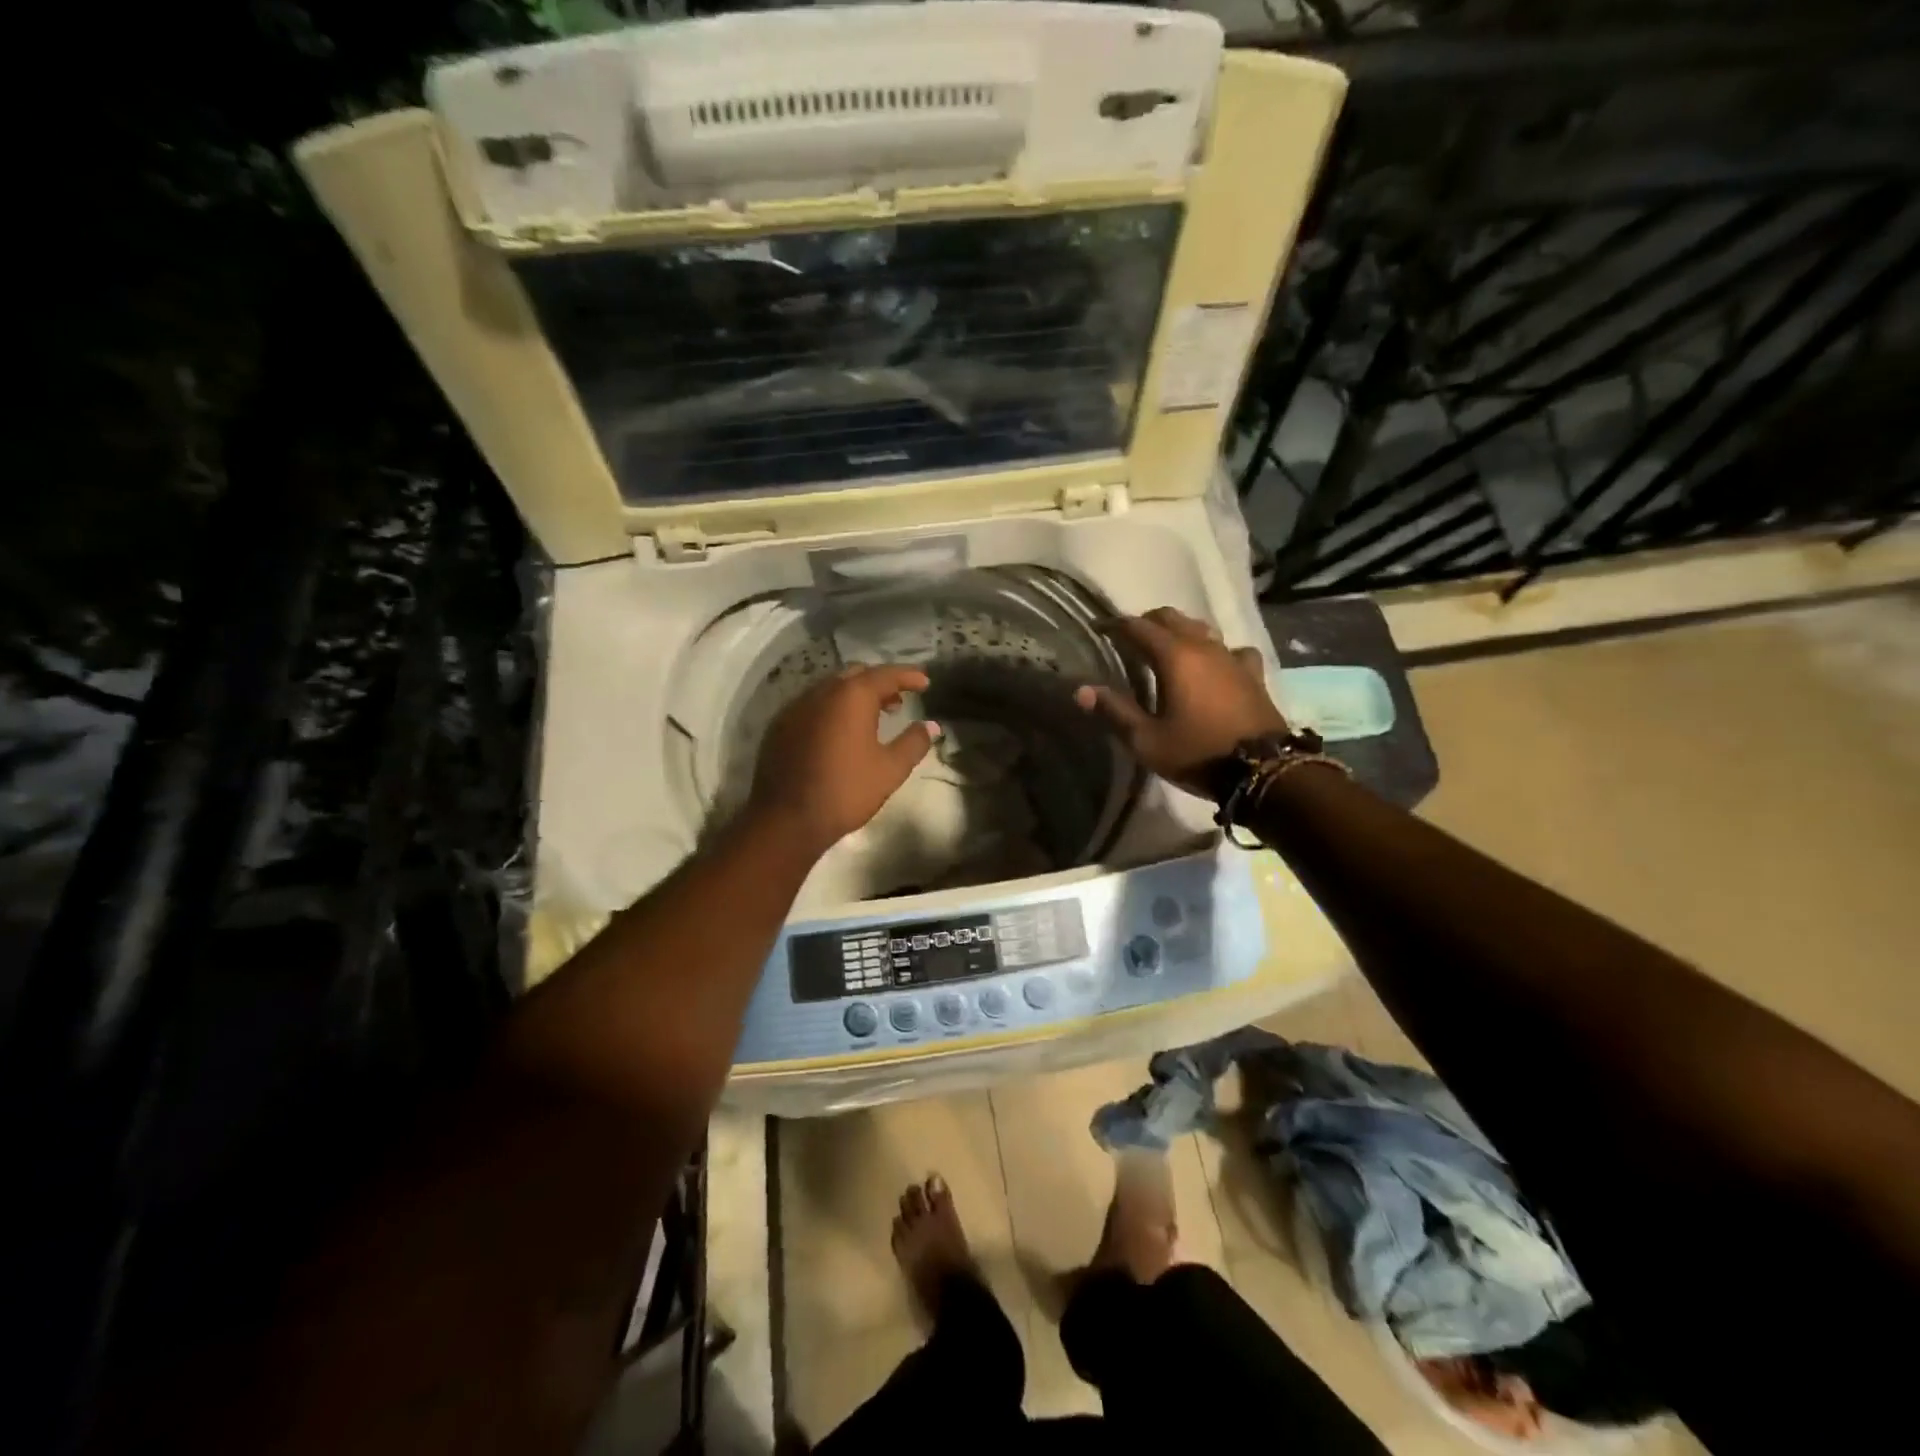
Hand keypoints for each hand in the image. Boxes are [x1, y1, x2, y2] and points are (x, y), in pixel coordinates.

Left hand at [748, 664, 941, 855]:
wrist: (786, 819)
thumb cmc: (845, 791)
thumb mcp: (890, 770)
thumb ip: (913, 743)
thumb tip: (930, 726)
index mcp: (851, 696)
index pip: (885, 674)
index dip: (908, 675)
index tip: (925, 682)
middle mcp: (821, 692)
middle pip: (856, 674)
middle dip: (880, 682)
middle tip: (899, 700)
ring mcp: (796, 707)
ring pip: (831, 688)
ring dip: (854, 695)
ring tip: (873, 716)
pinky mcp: (780, 725)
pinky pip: (813, 705)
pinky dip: (833, 709)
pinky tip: (840, 732)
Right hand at [1074, 607, 1288, 798]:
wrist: (1263, 770)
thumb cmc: (1197, 753)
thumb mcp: (1147, 740)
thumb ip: (1114, 710)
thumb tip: (1081, 690)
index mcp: (1174, 657)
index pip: (1138, 627)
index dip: (1115, 625)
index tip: (1098, 629)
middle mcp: (1204, 647)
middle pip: (1171, 618)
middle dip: (1146, 623)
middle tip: (1128, 639)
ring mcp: (1232, 658)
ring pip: (1201, 629)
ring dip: (1180, 632)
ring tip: (1166, 649)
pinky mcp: (1252, 674)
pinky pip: (1231, 650)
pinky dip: (1216, 652)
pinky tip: (1215, 666)